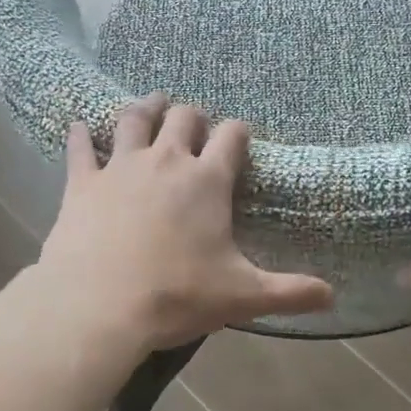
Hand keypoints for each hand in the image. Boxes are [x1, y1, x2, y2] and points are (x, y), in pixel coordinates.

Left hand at [36, 93, 333, 352]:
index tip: (240, 137)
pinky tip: (79, 126)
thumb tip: (332, 297)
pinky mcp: (82, 182)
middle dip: (193, 117)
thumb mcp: (242, 297)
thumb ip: (289, 293)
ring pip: (134, 120)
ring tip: (152, 104)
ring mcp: (120, 167)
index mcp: (207, 181)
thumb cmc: (177, 296)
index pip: (232, 137)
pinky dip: (81, 135)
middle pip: (184, 118)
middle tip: (194, 125)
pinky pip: (80, 147)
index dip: (239, 132)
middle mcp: (166, 161)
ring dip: (146, 108)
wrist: (98, 307)